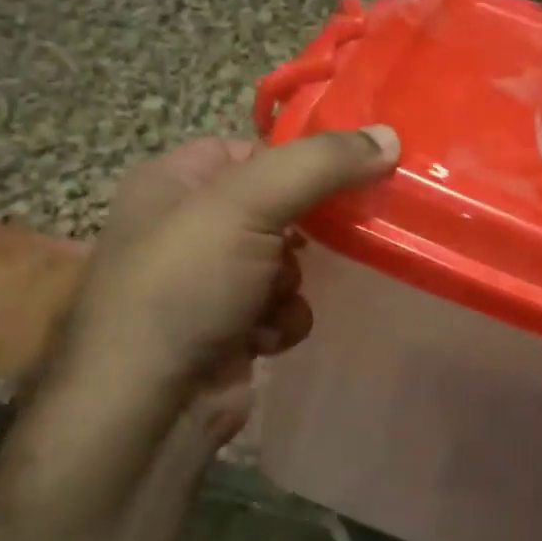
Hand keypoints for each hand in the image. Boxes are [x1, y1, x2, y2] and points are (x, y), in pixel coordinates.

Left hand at [55, 126, 399, 439]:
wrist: (151, 404)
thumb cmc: (186, 285)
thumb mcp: (248, 204)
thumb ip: (321, 165)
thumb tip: (391, 137)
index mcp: (175, 180)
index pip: (255, 149)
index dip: (301, 161)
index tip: (352, 173)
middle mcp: (188, 226)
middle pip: (279, 206)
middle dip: (306, 232)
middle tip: (331, 238)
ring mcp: (209, 281)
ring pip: (289, 261)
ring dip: (293, 283)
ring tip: (272, 299)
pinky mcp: (230, 327)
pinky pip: (283, 307)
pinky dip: (283, 320)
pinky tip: (264, 338)